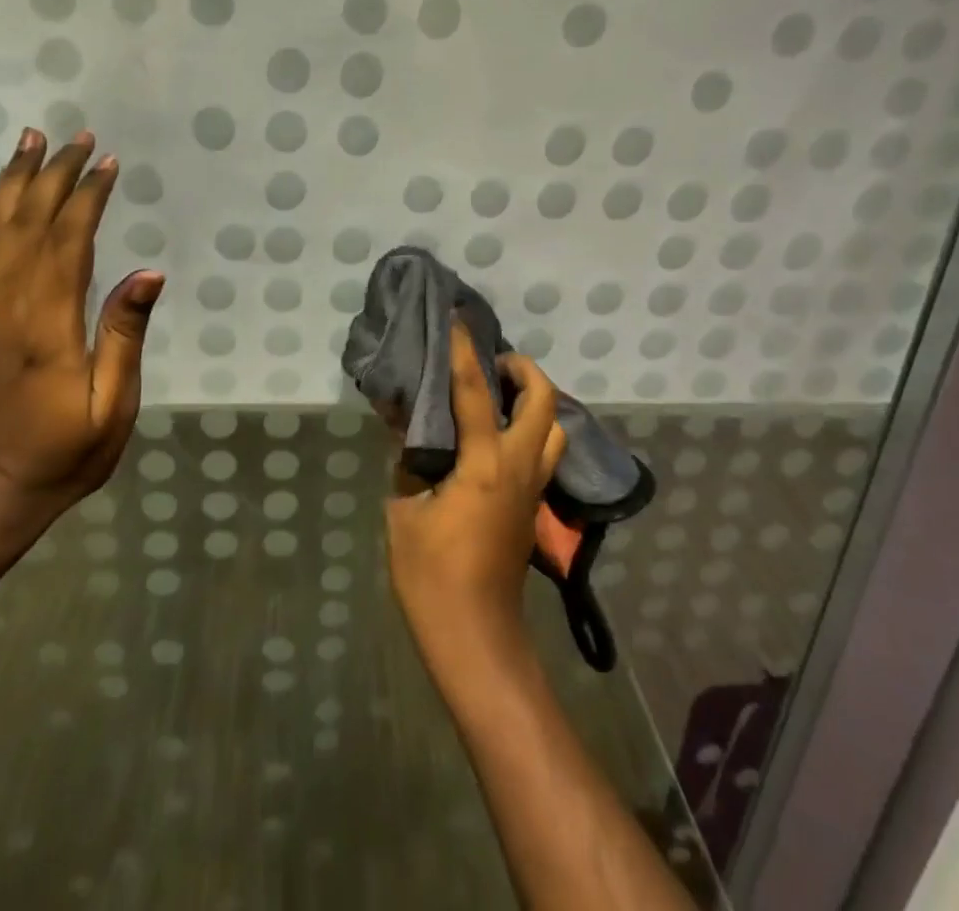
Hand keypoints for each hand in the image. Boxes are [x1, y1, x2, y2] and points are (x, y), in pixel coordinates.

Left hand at [0, 128, 163, 526]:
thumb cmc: (60, 455)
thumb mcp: (111, 407)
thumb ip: (124, 336)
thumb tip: (148, 273)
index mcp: (45, 326)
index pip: (66, 242)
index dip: (87, 198)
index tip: (107, 164)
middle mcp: (3, 306)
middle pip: (28, 223)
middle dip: (54, 175)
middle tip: (78, 137)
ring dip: (14, 181)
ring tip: (31, 141)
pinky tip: (2, 194)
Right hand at [386, 322, 565, 670]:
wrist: (476, 637)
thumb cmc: (433, 577)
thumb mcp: (405, 513)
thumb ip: (409, 463)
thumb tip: (408, 427)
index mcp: (484, 462)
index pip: (474, 390)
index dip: (463, 350)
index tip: (456, 320)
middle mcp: (519, 466)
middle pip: (544, 401)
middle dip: (523, 370)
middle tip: (492, 363)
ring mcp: (533, 488)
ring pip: (554, 427)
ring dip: (534, 401)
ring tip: (498, 397)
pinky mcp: (533, 506)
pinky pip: (543, 452)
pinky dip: (530, 429)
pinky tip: (498, 437)